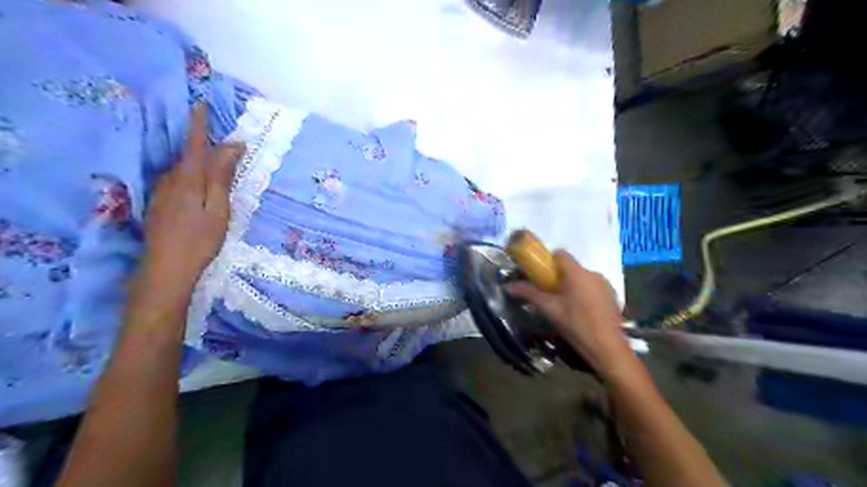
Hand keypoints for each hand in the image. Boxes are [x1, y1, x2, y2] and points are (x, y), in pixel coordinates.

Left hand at [135, 104, 241, 312]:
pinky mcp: (159, 206)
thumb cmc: (199, 239)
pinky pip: (177, 182)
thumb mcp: (218, 208)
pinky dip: (190, 176)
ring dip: (197, 162)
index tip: (201, 103)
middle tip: (224, 144)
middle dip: (202, 144)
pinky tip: (199, 187)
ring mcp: (162, 194)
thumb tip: (232, 146)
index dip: (199, 124)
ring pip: (182, 170)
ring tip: (215, 165)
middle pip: (188, 156)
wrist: (166, 269)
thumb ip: (221, 176)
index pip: (195, 144)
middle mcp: (170, 181)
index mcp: (188, 179)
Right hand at [506, 253, 635, 381]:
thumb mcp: (550, 309)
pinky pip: (593, 287)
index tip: (540, 275)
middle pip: (570, 267)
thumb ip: (529, 293)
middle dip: (558, 277)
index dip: (548, 261)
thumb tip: (508, 286)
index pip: (560, 254)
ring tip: (564, 305)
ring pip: (582, 278)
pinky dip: (584, 293)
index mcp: (577, 273)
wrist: (608, 348)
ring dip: (572, 286)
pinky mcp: (612, 296)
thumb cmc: (576, 325)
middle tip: (548, 293)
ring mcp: (605, 284)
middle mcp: (593, 273)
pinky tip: (581, 312)